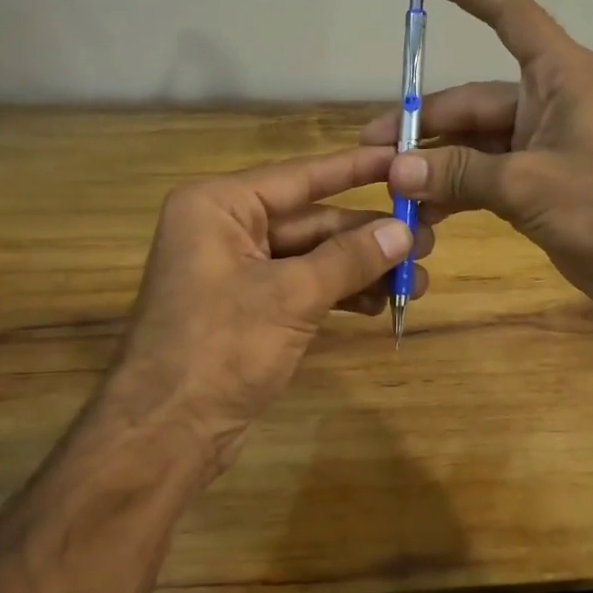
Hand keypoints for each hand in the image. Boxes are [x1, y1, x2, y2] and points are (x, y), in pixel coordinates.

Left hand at [95, 147, 430, 483]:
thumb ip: (349, 258)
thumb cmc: (219, 349)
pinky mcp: (249, 308)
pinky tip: (381, 303)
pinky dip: (340, 294)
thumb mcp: (291, 296)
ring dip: (362, 268)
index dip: (355, 169)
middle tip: (427, 240)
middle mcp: (226, 229)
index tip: (403, 158)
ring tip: (417, 280)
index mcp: (219, 207)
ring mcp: (237, 271)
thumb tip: (404, 230)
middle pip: (311, 221)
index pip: (300, 177)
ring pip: (312, 257)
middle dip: (368, 235)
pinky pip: (303, 287)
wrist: (165, 435)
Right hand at [361, 0, 592, 316]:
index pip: (508, 14)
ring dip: (435, 163)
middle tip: (372, 149)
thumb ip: (458, 173)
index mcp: (561, 76)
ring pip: (474, 142)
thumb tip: (396, 170)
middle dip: (422, 124)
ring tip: (390, 187)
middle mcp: (549, 101)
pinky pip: (485, 175)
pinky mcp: (539, 182)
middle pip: (473, 100)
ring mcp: (543, 144)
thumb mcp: (528, 185)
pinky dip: (456, 190)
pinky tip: (423, 213)